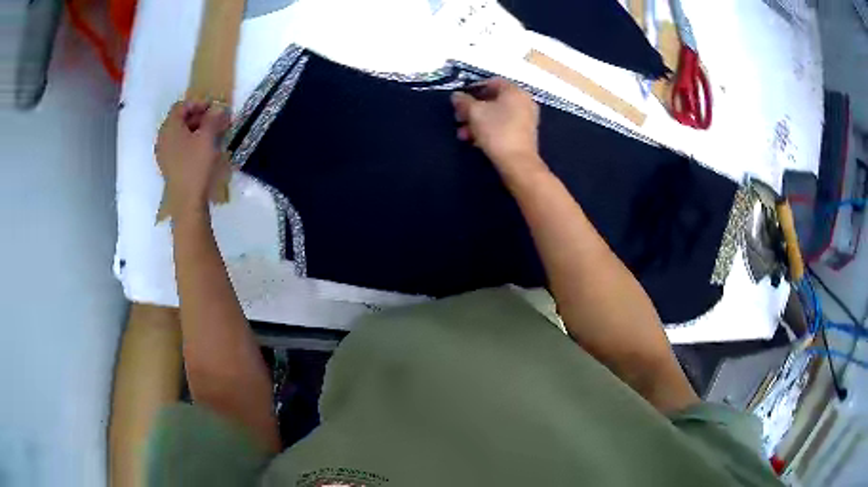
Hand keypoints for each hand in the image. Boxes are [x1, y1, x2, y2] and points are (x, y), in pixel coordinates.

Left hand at [155, 101, 230, 217]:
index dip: (197, 103)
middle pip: (178, 119)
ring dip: (194, 130)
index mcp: (169, 127)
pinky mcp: (167, 166)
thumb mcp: (208, 137)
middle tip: (214, 120)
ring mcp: (163, 153)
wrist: (187, 201)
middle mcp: (162, 137)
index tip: (213, 108)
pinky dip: (189, 142)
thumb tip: (218, 109)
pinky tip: (201, 149)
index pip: (181, 106)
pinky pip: (177, 146)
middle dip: (197, 116)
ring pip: (178, 134)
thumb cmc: (196, 165)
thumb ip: (213, 119)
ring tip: (210, 135)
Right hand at [451, 78, 544, 178]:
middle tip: (458, 118)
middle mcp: (524, 101)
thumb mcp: (475, 113)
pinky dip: (489, 130)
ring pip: (497, 115)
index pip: (492, 82)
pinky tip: (475, 141)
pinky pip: (504, 126)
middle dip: (473, 109)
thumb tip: (456, 96)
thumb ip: (464, 101)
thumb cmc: (497, 131)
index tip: (460, 100)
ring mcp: (526, 119)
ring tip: (463, 134)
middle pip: (493, 100)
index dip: (473, 89)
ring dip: (478, 122)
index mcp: (515, 91)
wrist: (518, 162)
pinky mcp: (524, 134)